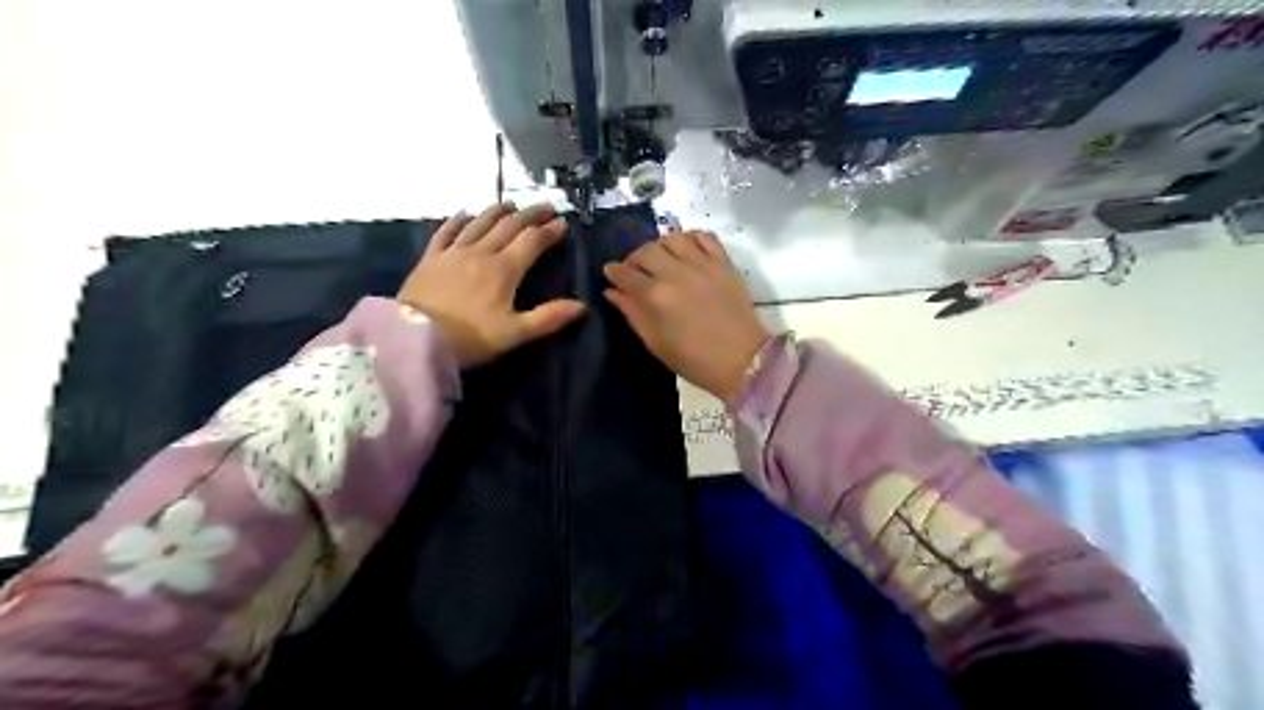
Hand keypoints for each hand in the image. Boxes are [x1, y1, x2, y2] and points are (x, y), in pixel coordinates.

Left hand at [398, 202, 587, 368]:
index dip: (549, 231)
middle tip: (545, 206)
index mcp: (504, 270)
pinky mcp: (430, 259)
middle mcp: (481, 253)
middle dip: (530, 215)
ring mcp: (453, 253)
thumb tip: (582, 306)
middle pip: (509, 226)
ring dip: (497, 211)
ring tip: (510, 203)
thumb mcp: (514, 334)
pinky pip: (446, 232)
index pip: (531, 242)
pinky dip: (457, 220)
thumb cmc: (469, 339)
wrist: (414, 340)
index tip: (562, 223)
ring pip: (479, 223)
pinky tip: (464, 213)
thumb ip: (549, 318)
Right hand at [605, 229, 769, 402]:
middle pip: (646, 251)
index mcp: (655, 297)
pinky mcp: (724, 263)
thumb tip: (613, 292)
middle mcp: (676, 273)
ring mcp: (702, 264)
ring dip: (661, 245)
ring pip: (672, 237)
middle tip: (636, 270)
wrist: (742, 360)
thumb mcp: (655, 343)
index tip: (610, 272)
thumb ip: (632, 313)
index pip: (625, 273)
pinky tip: (686, 250)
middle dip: (634, 259)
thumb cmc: (694, 360)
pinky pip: (704, 237)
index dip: (613, 271)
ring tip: (662, 259)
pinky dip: (691, 238)